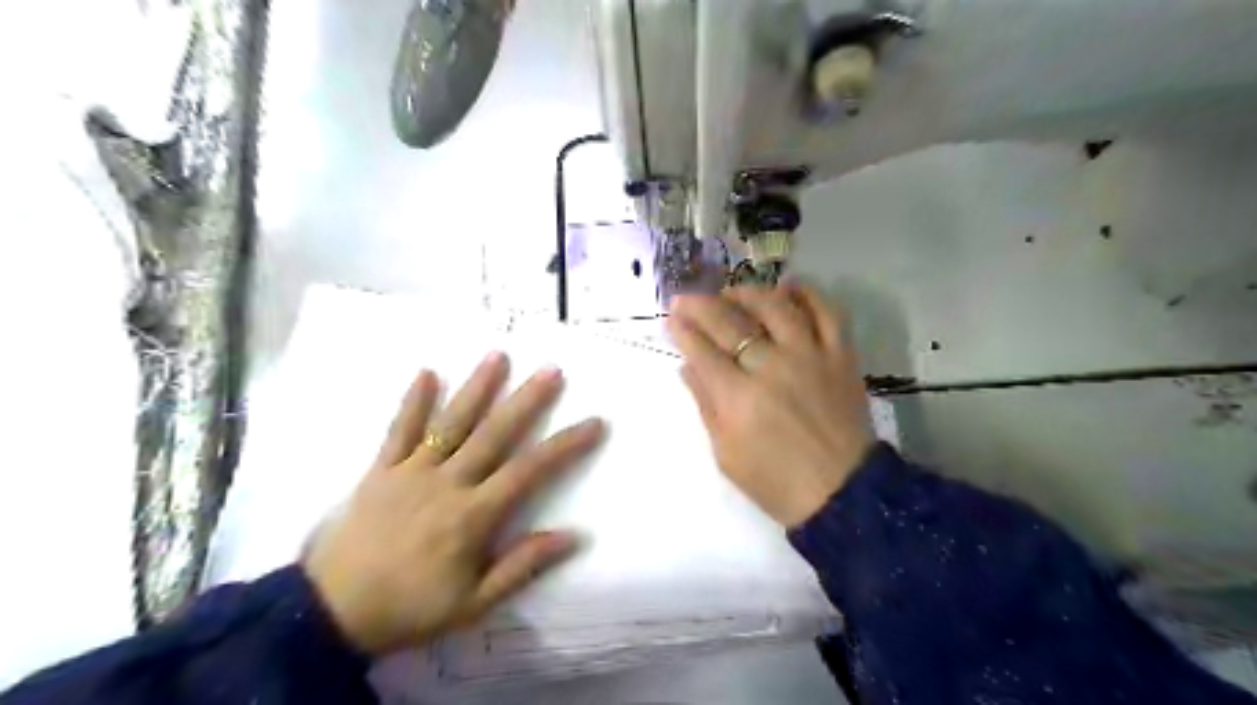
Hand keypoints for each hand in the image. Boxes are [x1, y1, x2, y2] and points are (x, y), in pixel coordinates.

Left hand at [300, 356, 600, 658]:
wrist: (330, 614)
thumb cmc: (410, 608)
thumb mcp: (474, 603)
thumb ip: (522, 566)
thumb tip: (573, 536)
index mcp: (473, 515)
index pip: (530, 470)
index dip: (565, 445)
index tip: (593, 423)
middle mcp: (447, 483)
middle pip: (494, 434)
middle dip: (526, 400)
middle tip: (551, 370)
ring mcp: (411, 472)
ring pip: (450, 423)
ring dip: (476, 388)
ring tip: (498, 356)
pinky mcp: (380, 470)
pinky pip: (398, 431)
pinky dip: (412, 402)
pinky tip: (427, 372)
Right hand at [667, 282, 875, 526]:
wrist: (841, 493)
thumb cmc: (775, 482)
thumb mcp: (726, 454)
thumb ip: (705, 405)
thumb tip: (687, 366)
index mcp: (739, 398)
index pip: (702, 350)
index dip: (683, 330)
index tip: (671, 318)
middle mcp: (772, 367)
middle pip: (730, 322)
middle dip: (701, 305)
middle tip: (686, 298)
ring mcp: (810, 357)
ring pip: (776, 306)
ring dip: (748, 293)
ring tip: (732, 293)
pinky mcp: (841, 356)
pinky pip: (827, 312)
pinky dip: (808, 294)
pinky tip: (788, 288)